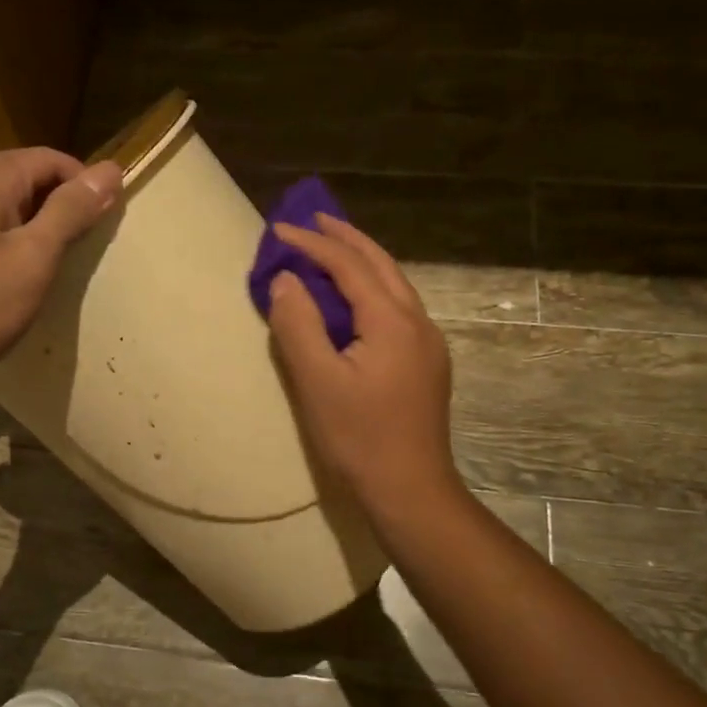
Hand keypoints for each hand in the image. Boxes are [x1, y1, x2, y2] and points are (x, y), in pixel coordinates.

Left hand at [0, 149, 121, 379]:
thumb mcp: (34, 258)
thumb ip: (72, 211)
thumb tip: (111, 169)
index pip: (53, 160)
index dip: (86, 188)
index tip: (105, 227)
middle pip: (26, 177)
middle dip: (58, 209)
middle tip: (78, 254)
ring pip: (4, 201)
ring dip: (32, 227)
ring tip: (47, 268)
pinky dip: (5, 238)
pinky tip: (11, 274)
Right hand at [266, 215, 464, 533]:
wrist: (410, 489)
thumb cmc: (359, 437)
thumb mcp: (317, 382)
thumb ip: (299, 325)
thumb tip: (286, 280)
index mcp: (392, 321)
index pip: (348, 266)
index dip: (312, 245)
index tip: (278, 230)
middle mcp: (417, 322)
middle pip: (380, 264)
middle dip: (345, 238)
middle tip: (313, 218)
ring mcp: (427, 343)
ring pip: (393, 285)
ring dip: (362, 260)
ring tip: (332, 247)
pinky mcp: (426, 363)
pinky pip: (397, 307)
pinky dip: (371, 287)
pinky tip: (355, 298)